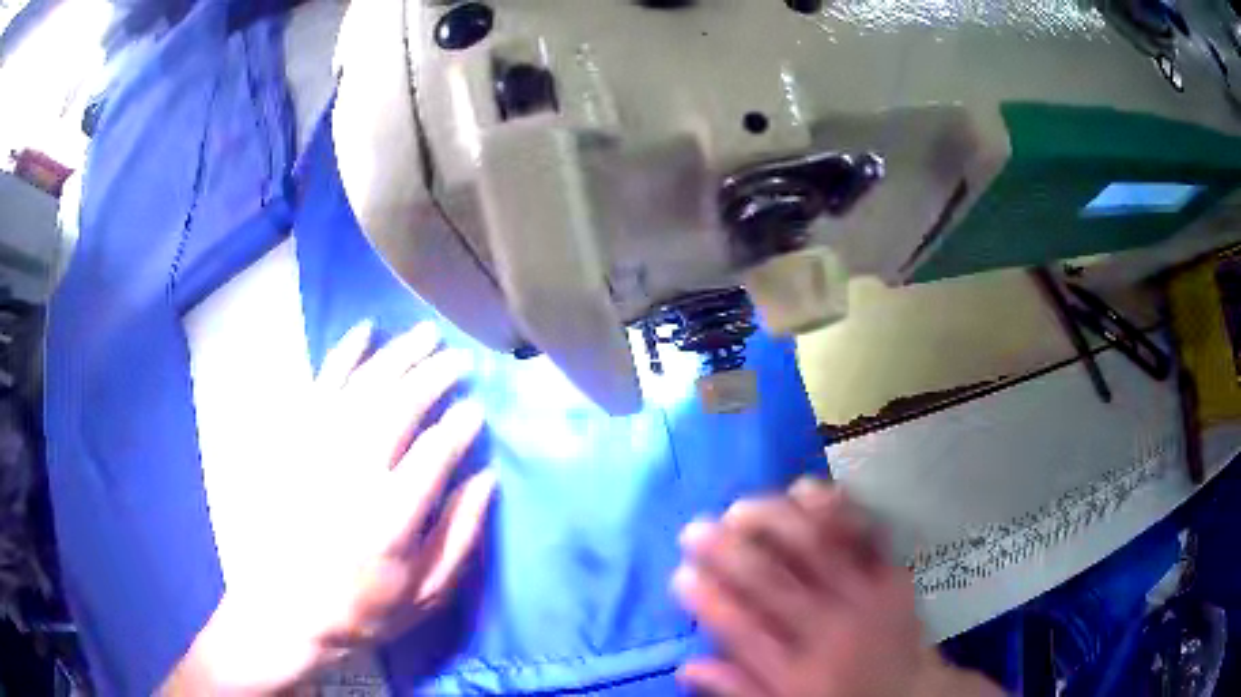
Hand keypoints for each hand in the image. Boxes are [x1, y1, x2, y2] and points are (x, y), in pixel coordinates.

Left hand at [165, 321, 494, 694]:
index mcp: (389, 519)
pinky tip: (365, 331)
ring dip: (398, 356)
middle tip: (461, 358)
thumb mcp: (426, 595)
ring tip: (427, 334)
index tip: (478, 409)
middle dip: (434, 376)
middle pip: (398, 407)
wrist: (286, 611)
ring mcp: (316, 452)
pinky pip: (320, 385)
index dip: (460, 426)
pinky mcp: (293, 442)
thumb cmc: (363, 609)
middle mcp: (351, 474)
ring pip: (363, 387)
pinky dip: (344, 354)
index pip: (433, 455)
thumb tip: (486, 479)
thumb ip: (460, 537)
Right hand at [673, 479, 1000, 696]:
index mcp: (795, 672)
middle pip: (771, 582)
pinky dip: (834, 506)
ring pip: (815, 548)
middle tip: (695, 528)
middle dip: (727, 550)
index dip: (707, 597)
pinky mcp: (891, 575)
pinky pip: (863, 533)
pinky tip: (805, 489)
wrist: (910, 694)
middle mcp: (827, 631)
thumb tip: (687, 666)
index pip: (741, 630)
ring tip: (741, 506)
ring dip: (773, 520)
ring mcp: (863, 598)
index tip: (681, 573)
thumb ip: (738, 689)